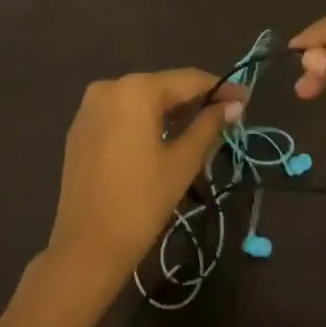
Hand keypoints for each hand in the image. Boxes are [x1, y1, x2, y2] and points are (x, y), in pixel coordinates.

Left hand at [47, 69, 244, 295]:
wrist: (86, 246)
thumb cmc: (141, 202)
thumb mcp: (182, 162)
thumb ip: (209, 125)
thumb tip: (234, 105)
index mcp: (136, 89)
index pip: (188, 80)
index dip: (220, 88)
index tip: (245, 98)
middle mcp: (110, 86)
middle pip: (163, 87)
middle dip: (195, 100)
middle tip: (226, 117)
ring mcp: (90, 106)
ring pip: (141, 100)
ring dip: (170, 111)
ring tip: (200, 128)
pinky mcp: (80, 127)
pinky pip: (121, 113)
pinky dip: (144, 121)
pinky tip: (162, 138)